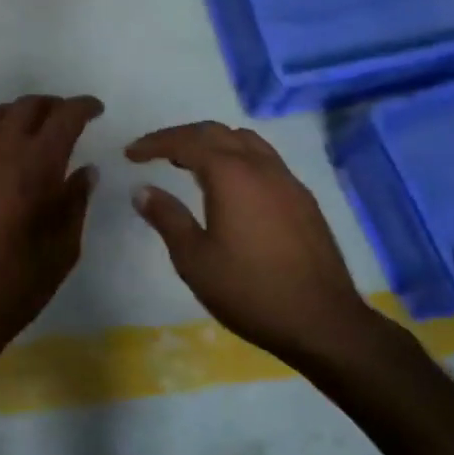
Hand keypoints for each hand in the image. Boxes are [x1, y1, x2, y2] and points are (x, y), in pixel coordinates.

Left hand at [0, 94, 102, 390]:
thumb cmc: (14, 285)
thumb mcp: (63, 249)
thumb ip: (76, 202)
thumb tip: (85, 170)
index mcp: (38, 164)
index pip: (66, 116)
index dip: (83, 107)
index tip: (94, 110)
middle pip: (28, 106)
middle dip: (51, 108)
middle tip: (61, 120)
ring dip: (13, 117)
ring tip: (21, 133)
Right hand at [126, 122, 410, 376]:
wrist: (323, 322)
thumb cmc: (250, 290)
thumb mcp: (194, 259)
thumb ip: (167, 218)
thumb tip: (142, 190)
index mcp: (231, 175)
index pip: (186, 142)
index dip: (155, 143)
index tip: (130, 154)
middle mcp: (261, 166)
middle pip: (216, 132)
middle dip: (181, 136)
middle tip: (155, 152)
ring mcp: (288, 181)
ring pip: (245, 141)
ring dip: (213, 143)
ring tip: (189, 163)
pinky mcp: (303, 199)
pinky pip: (264, 160)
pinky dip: (237, 158)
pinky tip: (229, 187)